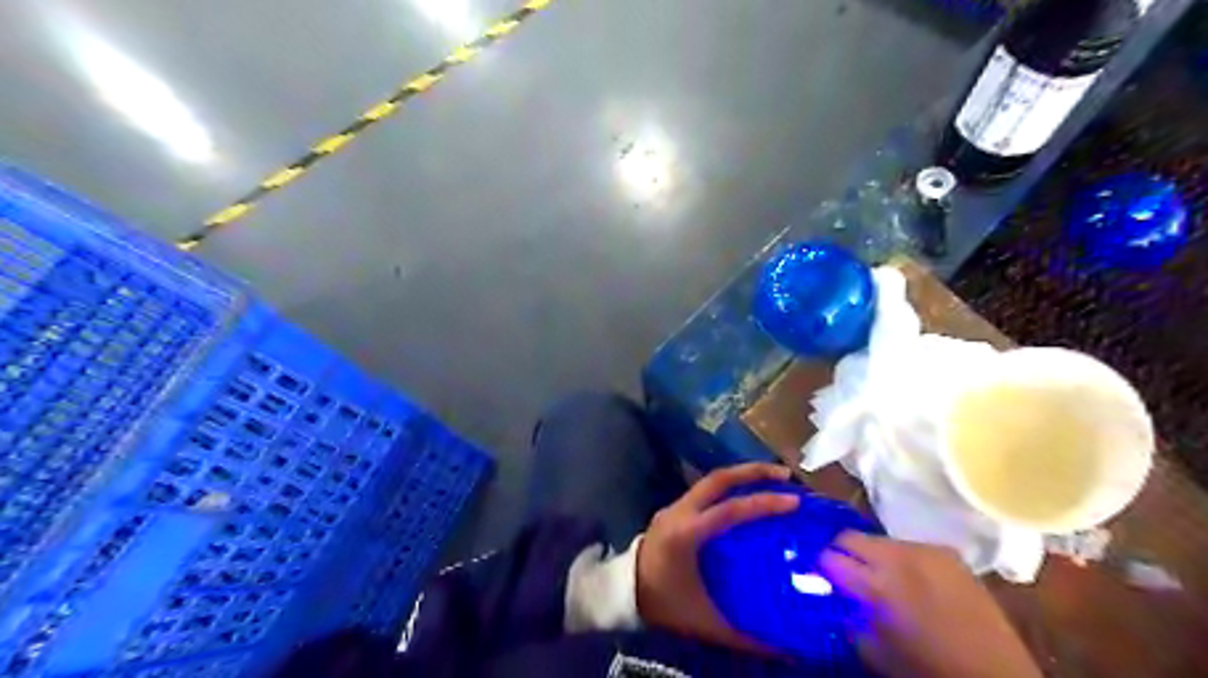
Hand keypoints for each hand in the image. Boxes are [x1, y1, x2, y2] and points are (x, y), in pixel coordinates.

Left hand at [636, 465, 799, 647]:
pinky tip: (744, 498)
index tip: (794, 501)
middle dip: (753, 472)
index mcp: (686, 534)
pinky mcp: (672, 511)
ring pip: (710, 481)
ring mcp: (673, 508)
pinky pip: (704, 491)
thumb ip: (745, 637)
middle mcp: (679, 512)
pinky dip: (728, 489)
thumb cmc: (664, 605)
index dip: (763, 503)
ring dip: (740, 477)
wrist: (622, 596)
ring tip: (771, 480)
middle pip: (718, 479)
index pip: (730, 510)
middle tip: (785, 475)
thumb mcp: (705, 622)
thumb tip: (787, 651)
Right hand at [822, 533, 1048, 676]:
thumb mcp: (875, 652)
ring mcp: (925, 551)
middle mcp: (897, 558)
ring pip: (878, 538)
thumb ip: (849, 618)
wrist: (997, 675)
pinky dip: (901, 558)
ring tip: (880, 576)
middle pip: (849, 536)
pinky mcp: (947, 552)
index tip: (820, 576)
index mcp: (877, 586)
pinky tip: (911, 579)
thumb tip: (835, 598)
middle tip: (843, 572)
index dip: (820, 567)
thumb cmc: (929, 670)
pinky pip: (909, 546)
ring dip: (872, 554)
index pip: (829, 557)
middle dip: (841, 552)